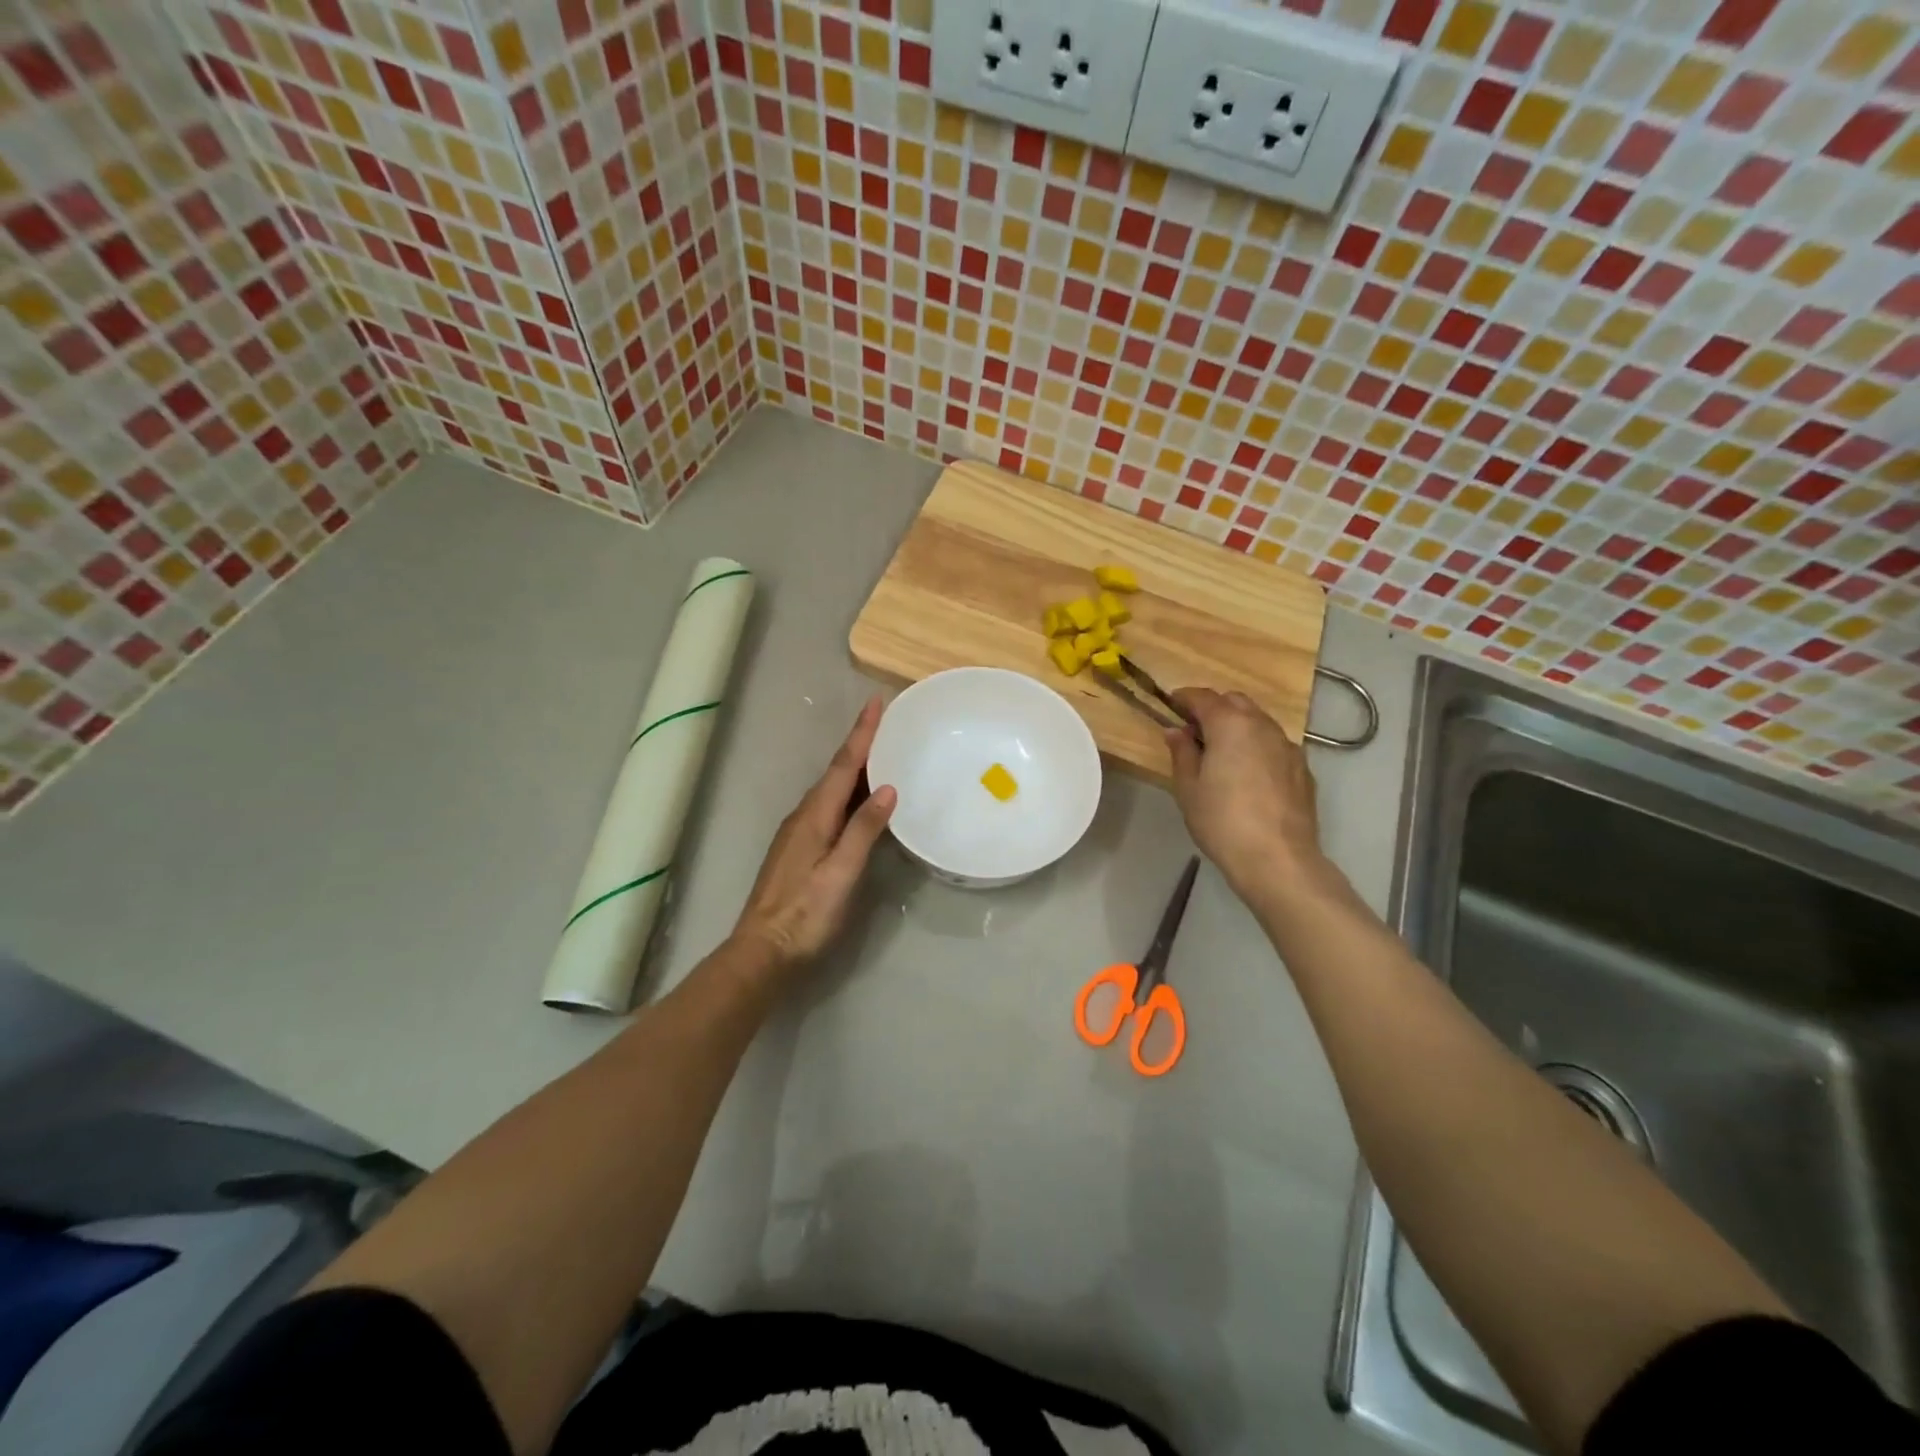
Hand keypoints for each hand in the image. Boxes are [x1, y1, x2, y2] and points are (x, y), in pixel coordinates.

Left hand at [732, 696, 896, 974]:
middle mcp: (804, 816)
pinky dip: (848, 793)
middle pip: (836, 772)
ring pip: (831, 789)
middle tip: (886, 723)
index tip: (876, 702)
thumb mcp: (841, 872)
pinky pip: (829, 807)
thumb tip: (887, 788)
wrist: (762, 950)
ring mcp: (799, 832)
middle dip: (860, 744)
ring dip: (854, 768)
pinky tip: (860, 801)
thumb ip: (863, 830)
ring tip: (881, 754)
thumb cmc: (806, 913)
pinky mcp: (799, 849)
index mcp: (815, 815)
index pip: (843, 765)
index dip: (862, 733)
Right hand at [1164, 689, 1322, 899]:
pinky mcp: (1302, 768)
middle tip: (1194, 730)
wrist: (1278, 858)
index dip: (1184, 697)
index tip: (1171, 703)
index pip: (1203, 697)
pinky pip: (1274, 744)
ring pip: (1259, 721)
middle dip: (1214, 708)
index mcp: (1230, 725)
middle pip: (1235, 702)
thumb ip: (1182, 753)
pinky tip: (1248, 773)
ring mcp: (1287, 746)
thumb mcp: (1188, 788)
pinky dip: (1257, 746)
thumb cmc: (1222, 821)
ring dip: (1238, 726)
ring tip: (1221, 752)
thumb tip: (1176, 731)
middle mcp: (1262, 726)